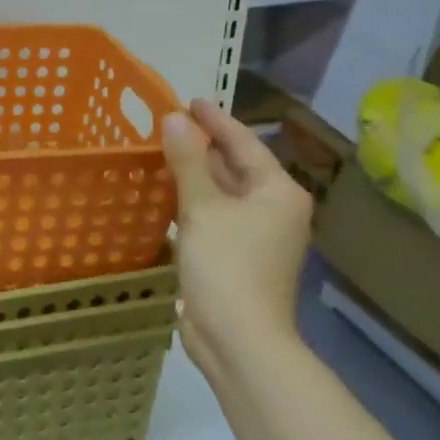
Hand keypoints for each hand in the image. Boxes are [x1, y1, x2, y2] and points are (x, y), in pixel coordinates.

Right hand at [162, 98, 313, 376]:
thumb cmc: (227, 265)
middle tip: (168, 123)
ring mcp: (257, 236)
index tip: (188, 100)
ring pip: (223, 193)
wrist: (238, 339)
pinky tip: (166, 194)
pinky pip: (213, 215)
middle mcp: (274, 209)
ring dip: (195, 174)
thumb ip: (187, 160)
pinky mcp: (236, 257)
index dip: (215, 120)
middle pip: (235, 166)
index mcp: (277, 191)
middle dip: (203, 146)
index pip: (244, 143)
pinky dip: (192, 201)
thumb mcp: (202, 206)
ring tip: (162, 151)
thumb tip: (175, 118)